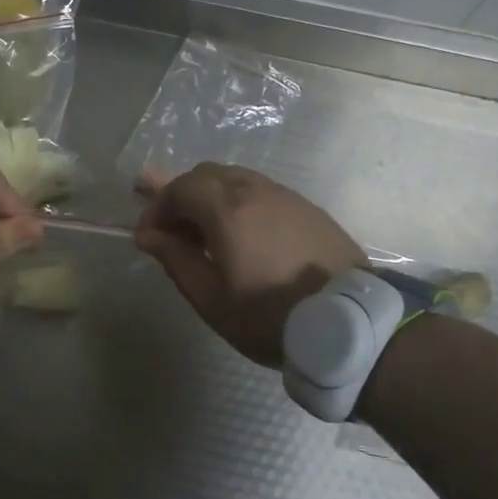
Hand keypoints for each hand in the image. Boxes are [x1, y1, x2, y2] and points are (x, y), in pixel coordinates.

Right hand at [134, 163, 366, 365]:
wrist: (349, 324)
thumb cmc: (269, 315)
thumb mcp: (211, 298)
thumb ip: (175, 260)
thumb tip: (148, 236)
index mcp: (227, 209)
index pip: (180, 188)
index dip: (157, 208)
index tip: (150, 237)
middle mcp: (255, 190)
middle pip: (206, 174)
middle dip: (183, 198)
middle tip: (176, 235)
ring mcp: (286, 195)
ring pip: (236, 179)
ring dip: (212, 200)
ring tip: (210, 239)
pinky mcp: (308, 208)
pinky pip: (262, 192)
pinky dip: (241, 205)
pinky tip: (245, 239)